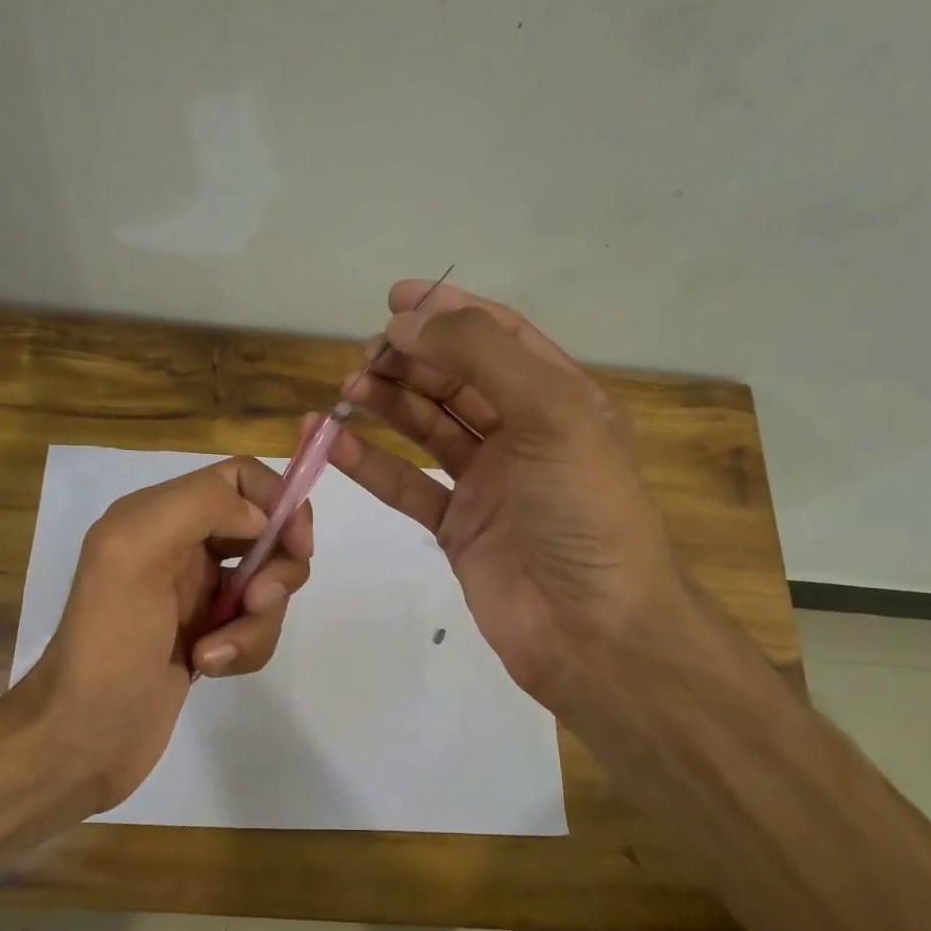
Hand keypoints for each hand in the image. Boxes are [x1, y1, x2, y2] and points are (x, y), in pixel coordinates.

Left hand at [14, 455, 312, 813]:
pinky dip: (245, 648)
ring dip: (256, 621)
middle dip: (275, 570)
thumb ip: (198, 506)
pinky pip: (255, 628)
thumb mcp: (134, 553)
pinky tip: (209, 669)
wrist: (84, 738)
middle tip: (256, 601)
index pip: (240, 479)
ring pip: (266, 586)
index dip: (279, 502)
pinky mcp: (208, 637)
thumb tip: (261, 518)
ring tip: (215, 653)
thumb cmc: (109, 643)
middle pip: (265, 533)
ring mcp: (195, 595)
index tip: (297, 544)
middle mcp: (181, 547)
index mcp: (159, 514)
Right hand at [326, 279, 689, 724]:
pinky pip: (408, 485)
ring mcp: (488, 482)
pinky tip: (338, 445)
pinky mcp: (458, 527)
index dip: (449, 312)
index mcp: (560, 398)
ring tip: (346, 391)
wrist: (592, 629)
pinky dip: (373, 465)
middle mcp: (523, 434)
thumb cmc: (583, 511)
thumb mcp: (552, 414)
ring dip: (387, 405)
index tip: (394, 301)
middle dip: (410, 360)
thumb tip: (407, 324)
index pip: (499, 337)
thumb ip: (481, 358)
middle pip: (456, 379)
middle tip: (364, 357)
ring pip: (428, 428)